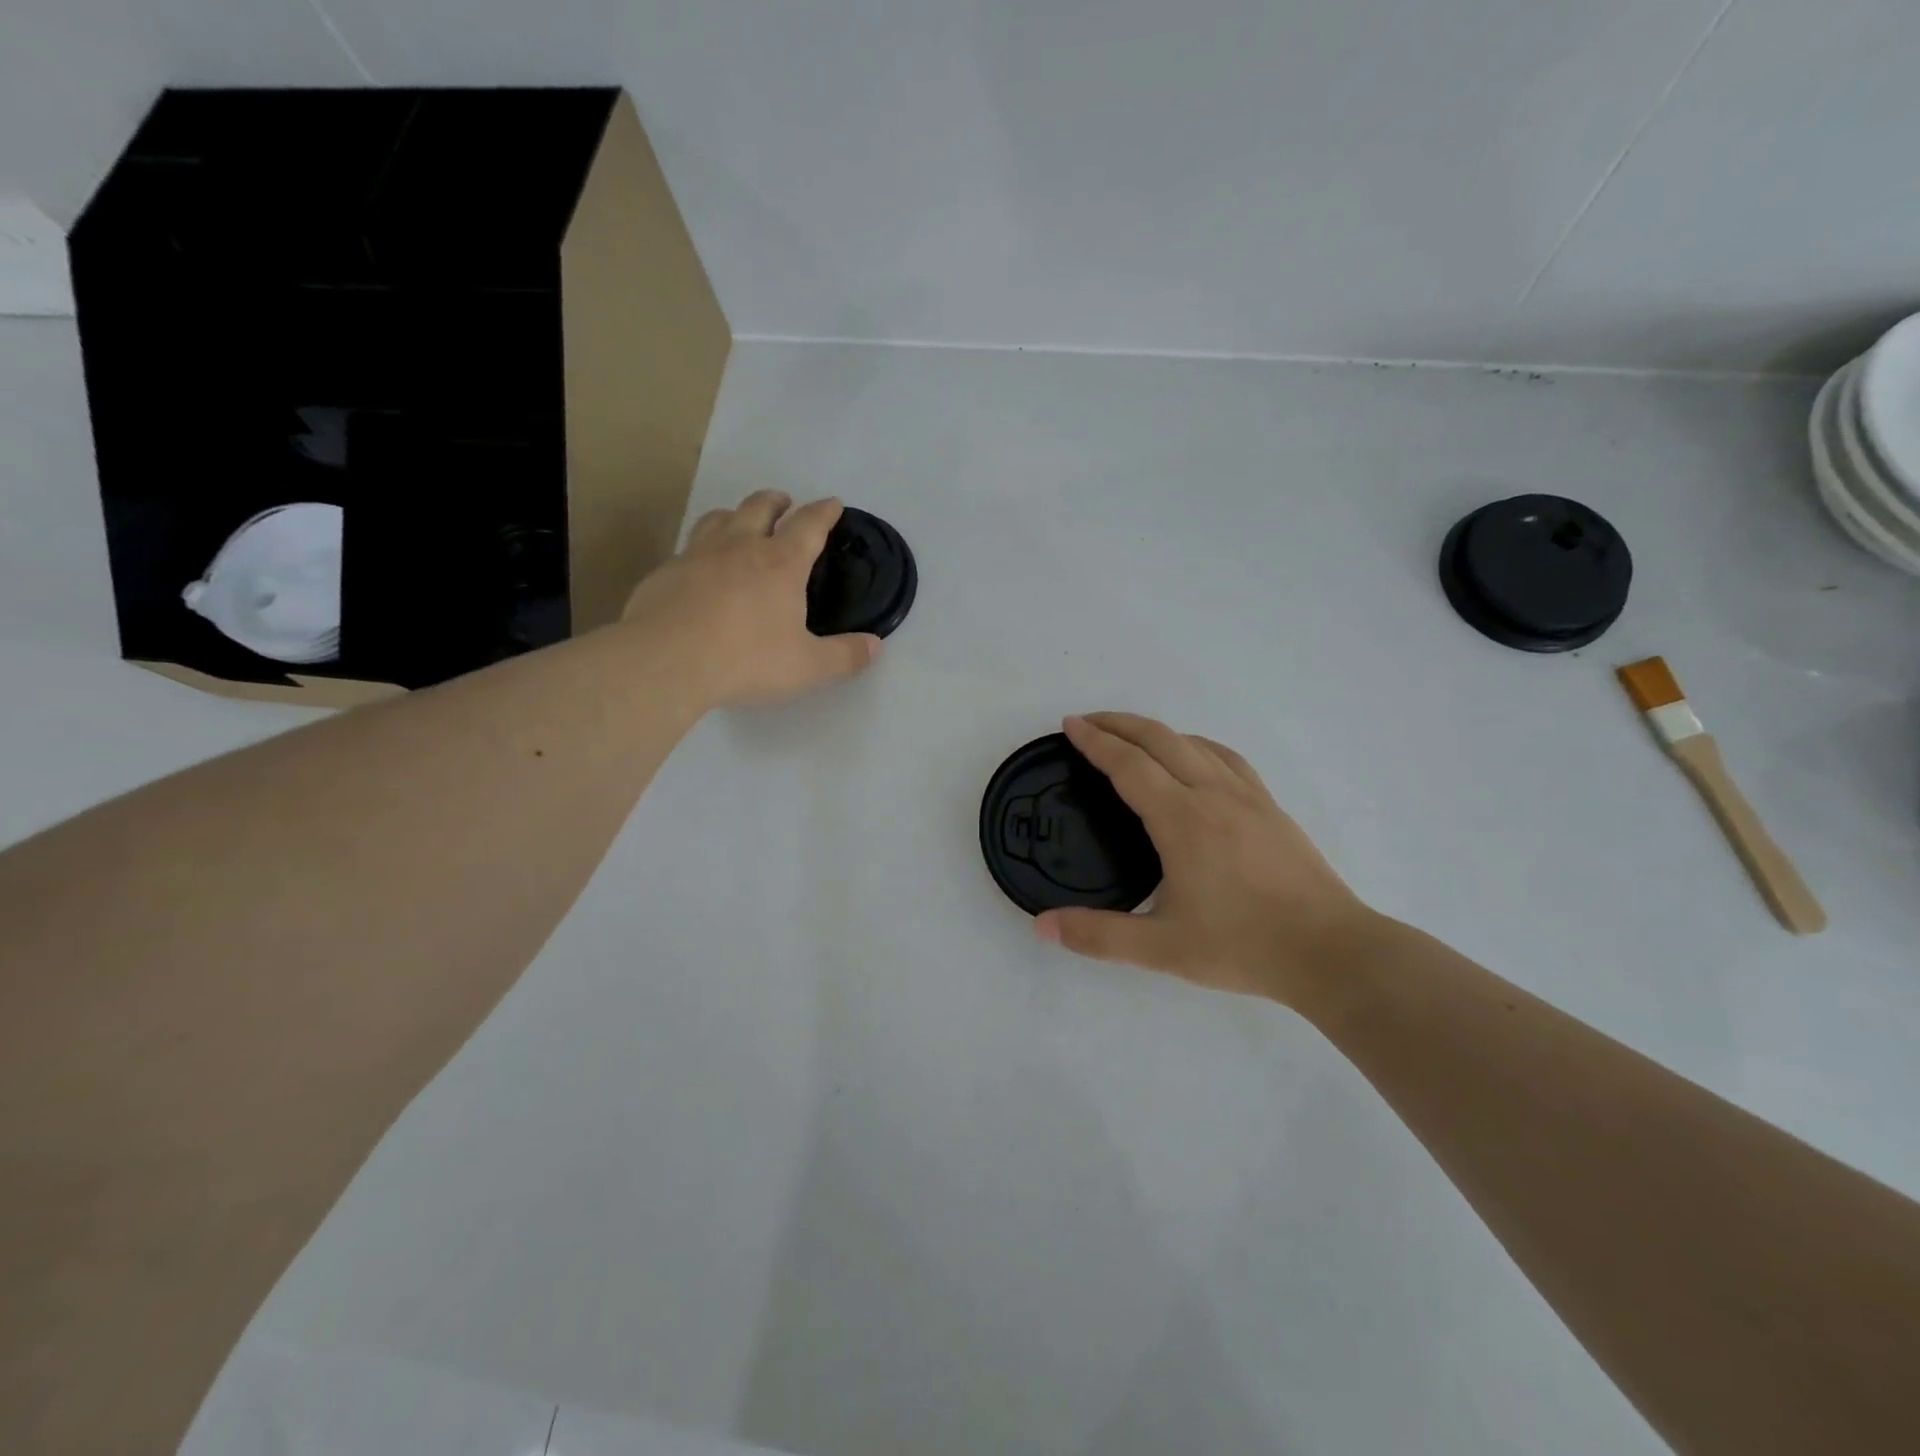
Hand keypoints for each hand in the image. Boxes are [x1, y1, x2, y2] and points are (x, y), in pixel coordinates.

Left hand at [621, 491, 880, 707]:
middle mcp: (740, 547)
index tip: (833, 504)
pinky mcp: (666, 572)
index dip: (824, 512)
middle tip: (784, 502)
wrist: (665, 661)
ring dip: (736, 514)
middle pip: (760, 507)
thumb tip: (875, 646)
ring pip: (719, 518)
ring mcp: (698, 555)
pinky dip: (702, 548)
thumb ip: (845, 656)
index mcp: (781, 564)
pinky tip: (700, 567)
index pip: (809, 525)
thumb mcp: (807, 667)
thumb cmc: (746, 660)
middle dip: (777, 501)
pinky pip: (688, 547)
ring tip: (740, 521)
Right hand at [1035, 713, 1381, 1007]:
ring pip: (1194, 743)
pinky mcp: (1270, 807)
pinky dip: (1195, 745)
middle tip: (1087, 723)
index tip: (1070, 726)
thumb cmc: (1242, 946)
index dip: (1096, 741)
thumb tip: (1041, 925)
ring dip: (1156, 731)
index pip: (1129, 765)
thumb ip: (1097, 936)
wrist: (1330, 951)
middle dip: (1119, 724)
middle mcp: (1212, 795)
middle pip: (1160, 739)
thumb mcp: (1161, 949)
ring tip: (1131, 736)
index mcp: (1182, 820)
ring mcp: (1247, 797)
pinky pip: (1226, 758)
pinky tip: (1193, 758)